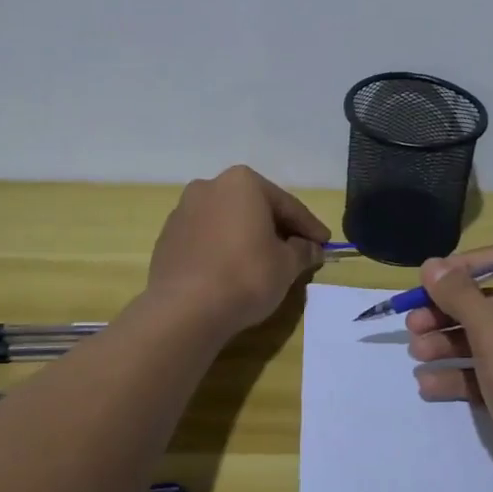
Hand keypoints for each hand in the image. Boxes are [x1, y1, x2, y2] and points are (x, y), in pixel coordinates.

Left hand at [146, 166, 329, 334]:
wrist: (184, 309)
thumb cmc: (246, 276)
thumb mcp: (286, 265)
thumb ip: (303, 251)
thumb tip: (312, 248)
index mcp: (242, 182)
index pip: (286, 205)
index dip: (309, 227)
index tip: (325, 242)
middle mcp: (210, 187)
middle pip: (254, 208)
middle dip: (277, 228)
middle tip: (298, 250)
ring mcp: (183, 211)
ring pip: (228, 222)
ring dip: (248, 237)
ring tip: (265, 262)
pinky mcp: (167, 238)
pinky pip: (206, 239)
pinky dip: (223, 249)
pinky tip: (233, 270)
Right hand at [406, 247, 492, 491]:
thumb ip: (461, 296)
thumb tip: (433, 264)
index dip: (464, 266)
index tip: (428, 282)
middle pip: (489, 302)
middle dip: (447, 311)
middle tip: (412, 325)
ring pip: (486, 339)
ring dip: (448, 343)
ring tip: (415, 355)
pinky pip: (490, 372)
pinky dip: (461, 375)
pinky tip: (429, 386)